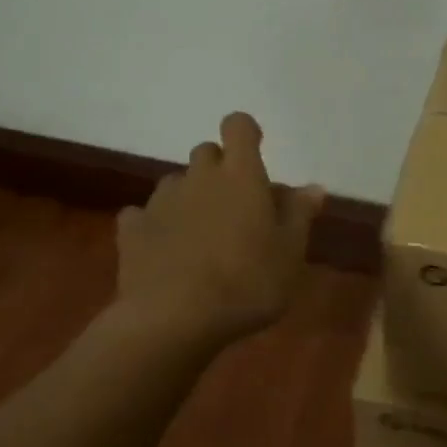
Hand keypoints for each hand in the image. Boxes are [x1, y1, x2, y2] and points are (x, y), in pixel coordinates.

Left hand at [115, 112, 325, 346]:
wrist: (172, 319)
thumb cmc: (246, 283)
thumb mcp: (289, 255)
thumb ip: (299, 215)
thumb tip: (313, 187)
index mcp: (241, 176)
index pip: (238, 127)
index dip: (246, 133)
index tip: (255, 152)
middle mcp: (199, 177)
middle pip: (206, 152)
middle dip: (220, 170)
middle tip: (236, 206)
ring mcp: (161, 201)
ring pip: (176, 183)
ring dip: (190, 197)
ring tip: (201, 234)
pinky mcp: (132, 230)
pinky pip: (144, 215)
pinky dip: (155, 225)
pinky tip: (164, 251)